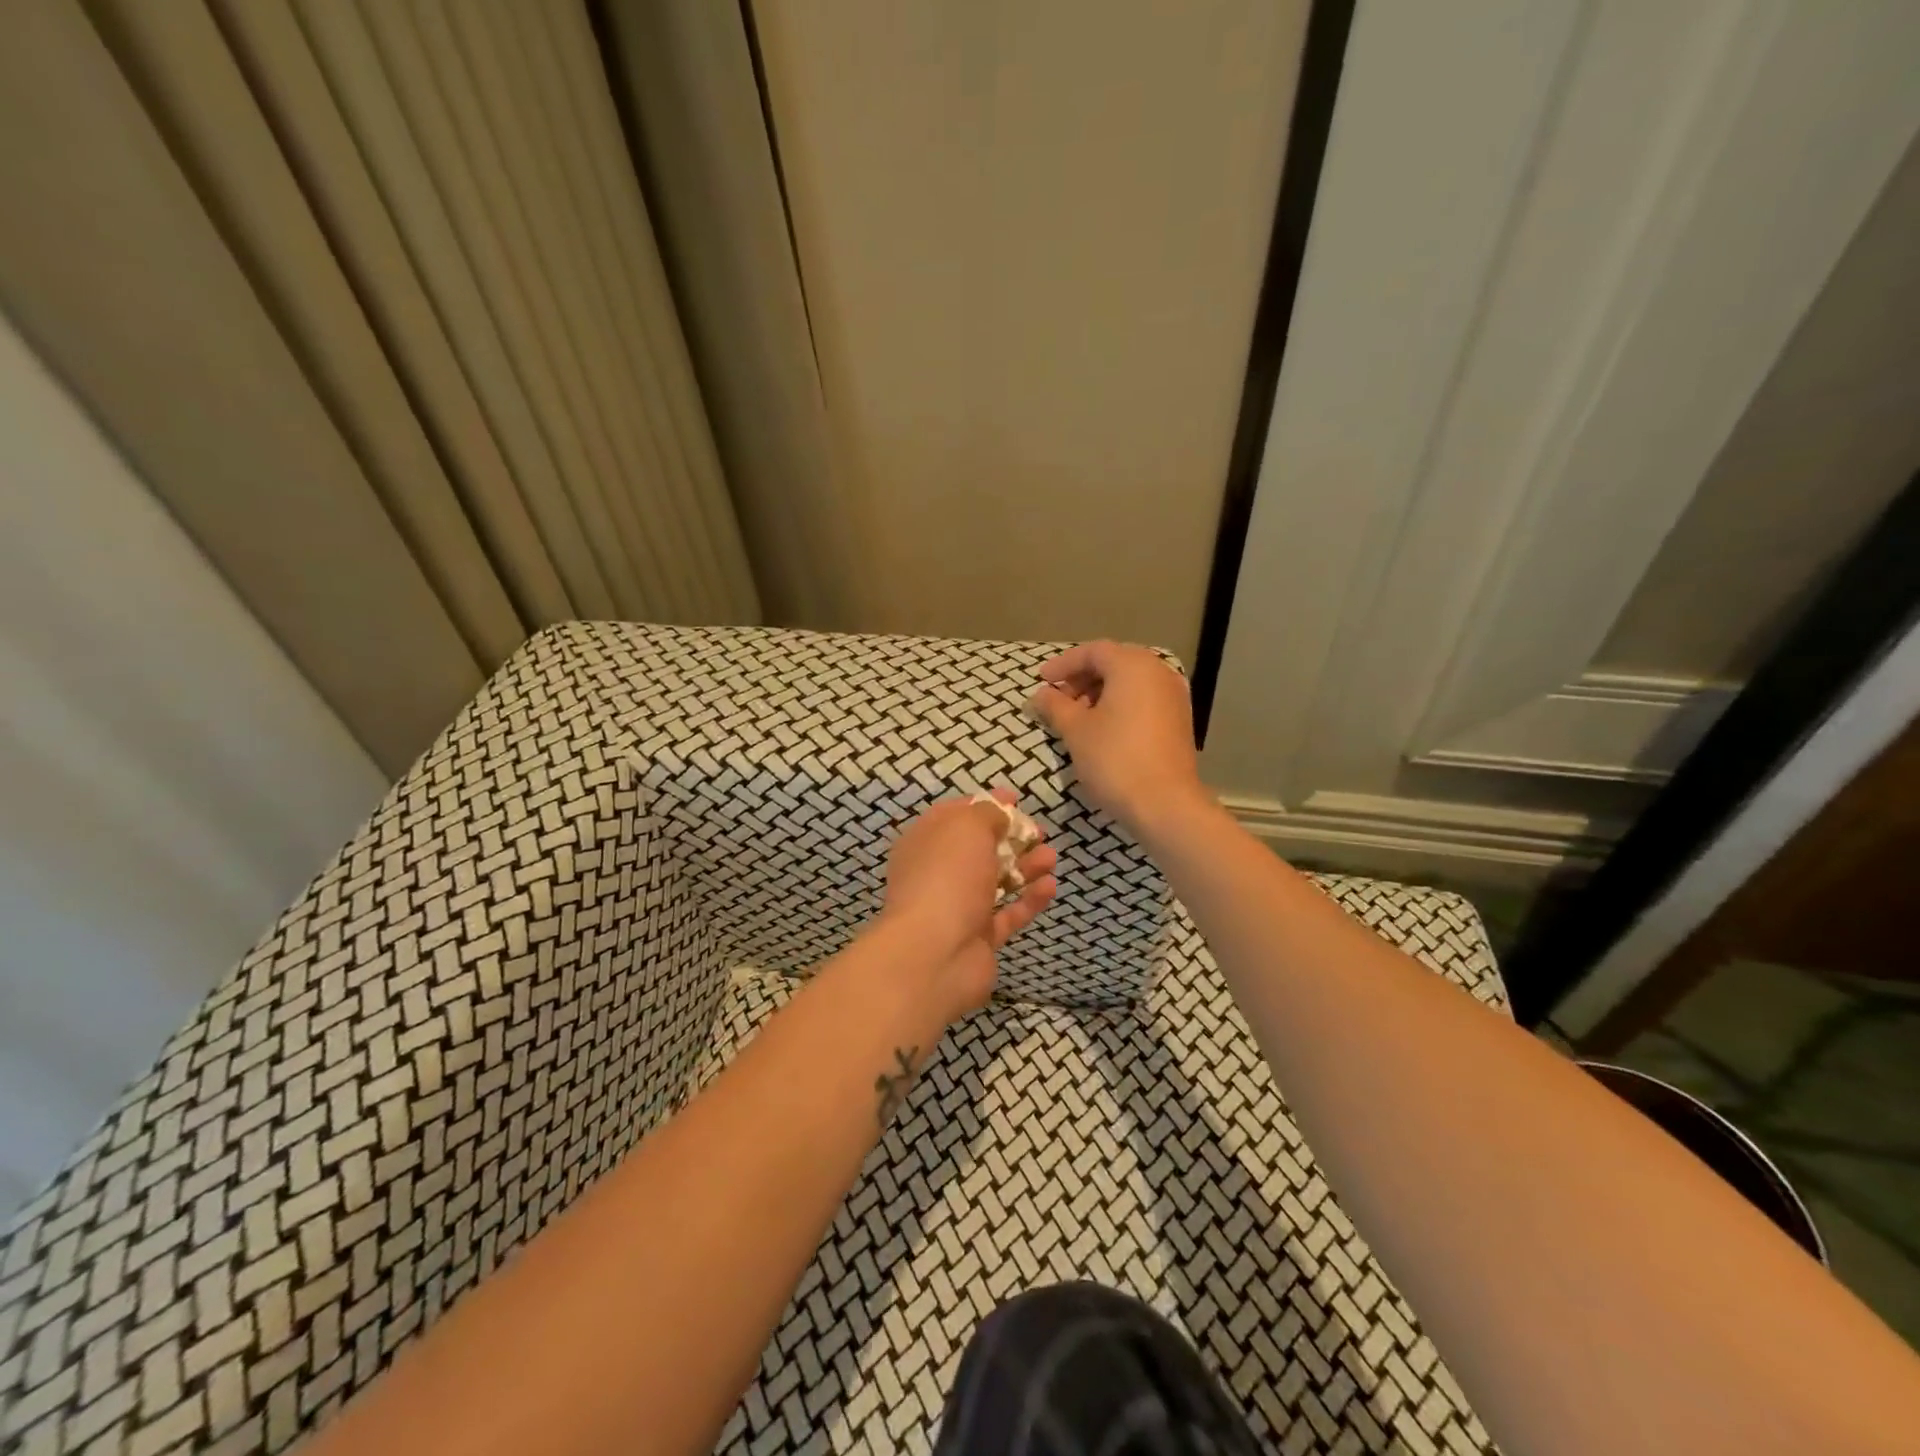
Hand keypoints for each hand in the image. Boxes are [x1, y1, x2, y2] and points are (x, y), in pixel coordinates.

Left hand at [882, 791, 1057, 1020]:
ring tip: (1051, 857)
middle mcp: (938, 874)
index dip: (983, 805)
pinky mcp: (979, 939)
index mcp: (924, 843)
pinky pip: (1008, 914)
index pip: (953, 816)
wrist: (935, 954)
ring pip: (996, 881)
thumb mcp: (967, 827)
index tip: (1015, 799)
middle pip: (978, 850)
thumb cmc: (947, 876)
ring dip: (1025, 867)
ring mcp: (958, 908)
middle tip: (1040, 831)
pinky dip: (1029, 900)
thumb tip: (999, 814)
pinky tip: (1051, 886)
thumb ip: (987, 814)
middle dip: (1011, 838)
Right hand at [1027, 640, 1212, 840]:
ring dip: (1100, 692)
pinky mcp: (1180, 719)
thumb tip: (1041, 694)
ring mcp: (1174, 696)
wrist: (1165, 804)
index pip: (1092, 651)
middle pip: (1114, 662)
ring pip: (1130, 682)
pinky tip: (1103, 729)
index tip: (1042, 682)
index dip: (1063, 664)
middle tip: (1059, 699)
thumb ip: (1055, 706)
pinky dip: (1121, 705)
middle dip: (1082, 678)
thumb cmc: (1114, 759)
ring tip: (1077, 717)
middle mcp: (1158, 672)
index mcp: (1133, 666)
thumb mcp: (1076, 730)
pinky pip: (1144, 699)